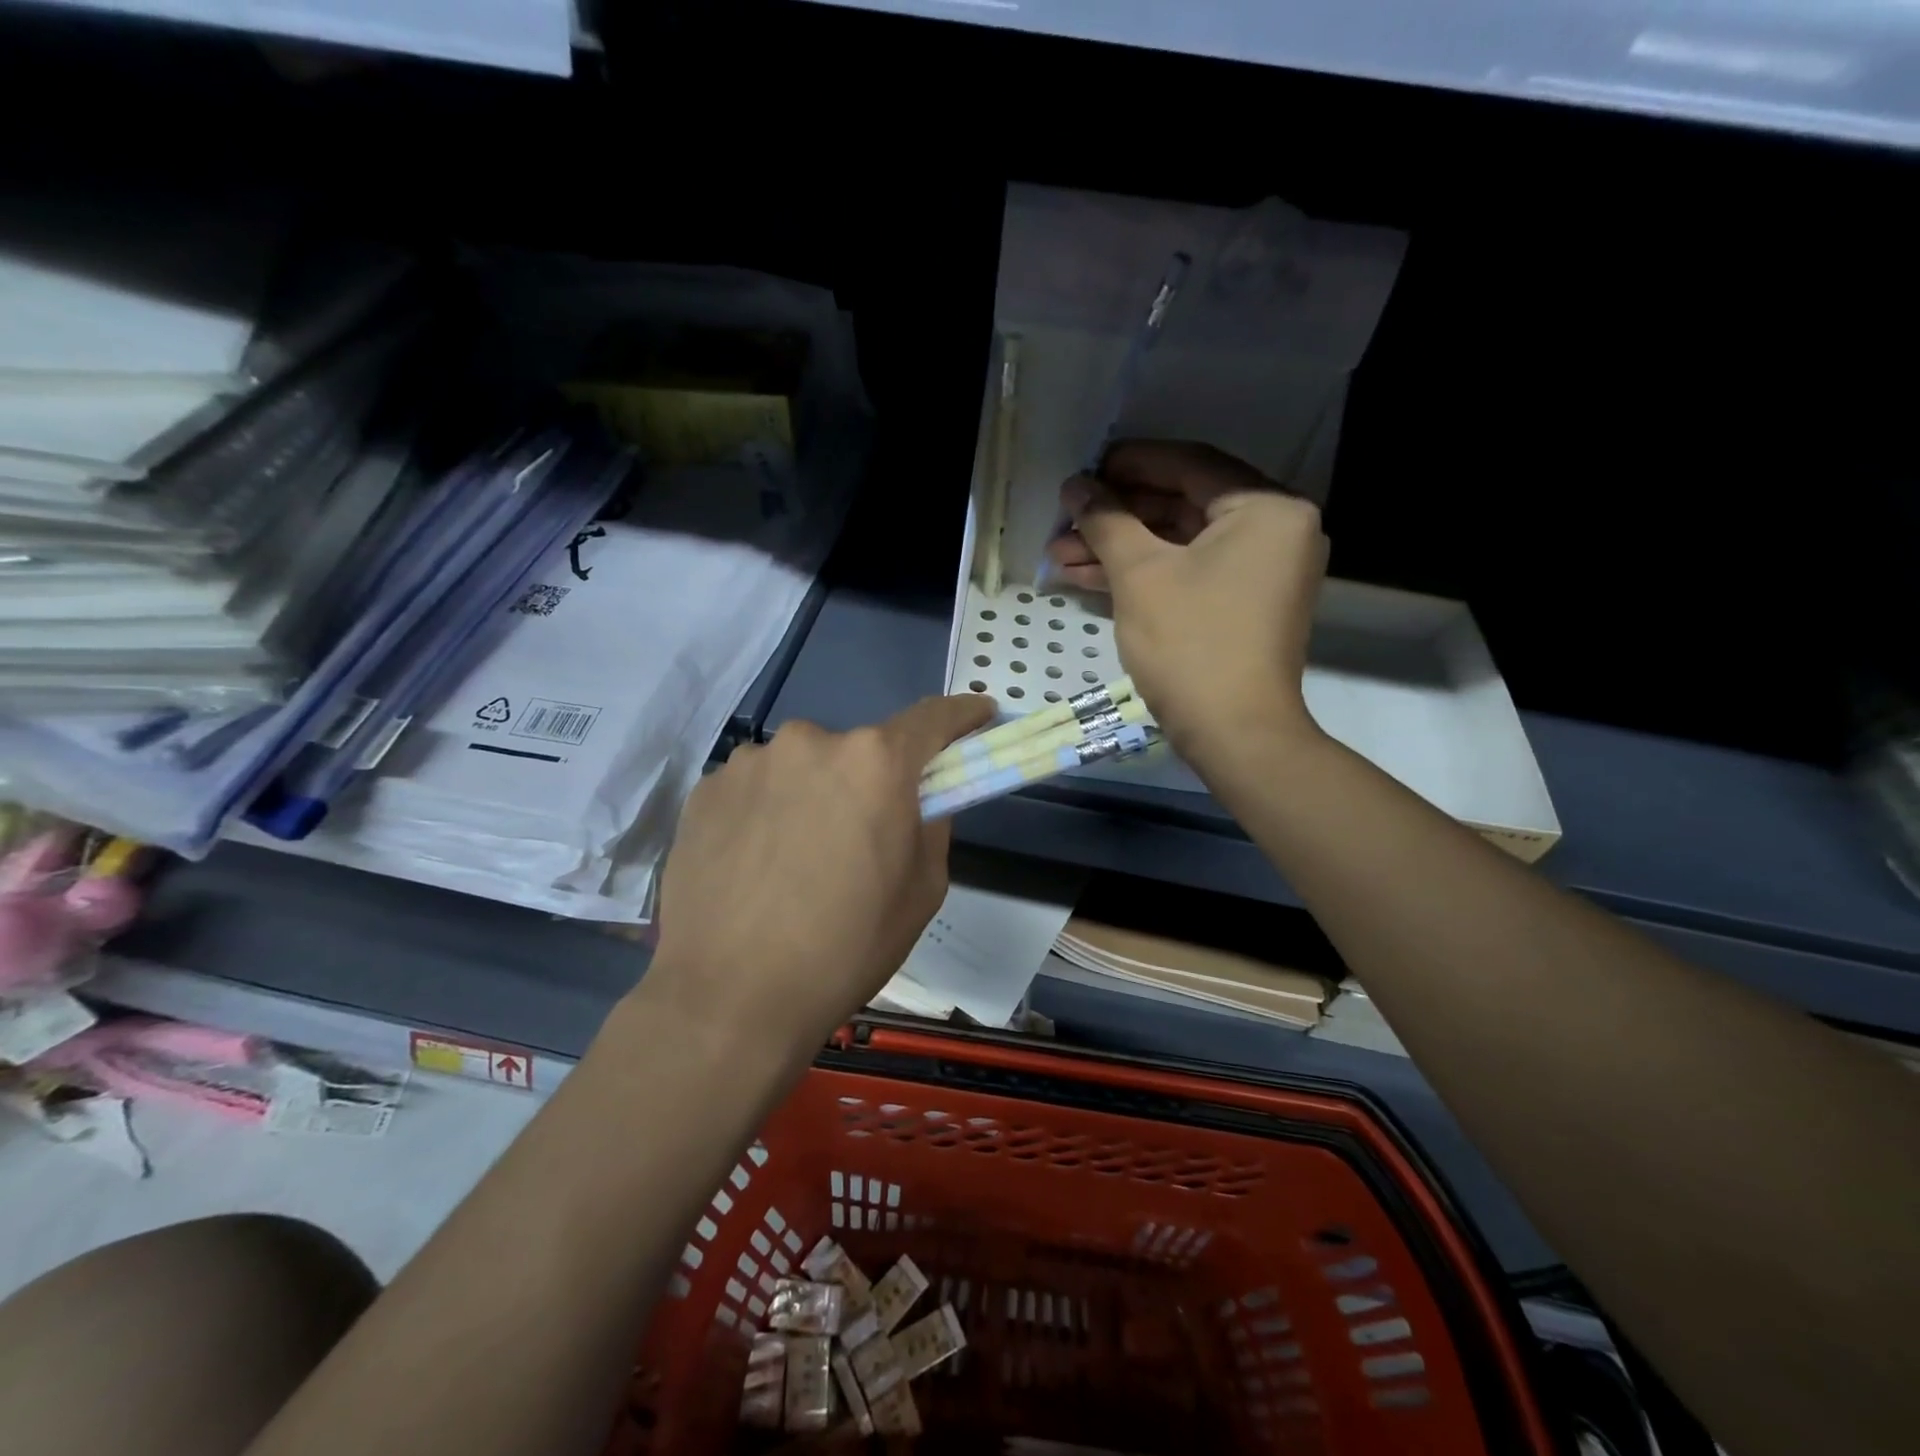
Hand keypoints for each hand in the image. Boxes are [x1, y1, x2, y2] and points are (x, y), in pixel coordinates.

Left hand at [644, 694, 993, 1054]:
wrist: (728, 999)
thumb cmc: (844, 948)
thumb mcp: (922, 892)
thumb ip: (932, 825)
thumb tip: (920, 798)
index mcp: (875, 762)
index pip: (932, 717)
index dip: (963, 716)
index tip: (980, 717)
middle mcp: (810, 742)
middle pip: (859, 749)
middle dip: (871, 780)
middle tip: (862, 836)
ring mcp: (750, 762)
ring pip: (802, 767)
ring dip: (813, 795)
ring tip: (797, 860)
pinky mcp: (705, 790)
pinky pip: (756, 788)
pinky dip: (767, 812)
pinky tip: (756, 865)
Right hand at [1044, 440, 1327, 760]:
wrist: (1235, 734)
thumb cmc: (1191, 644)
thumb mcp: (1140, 574)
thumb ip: (1106, 520)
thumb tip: (1077, 486)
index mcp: (1266, 508)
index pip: (1190, 465)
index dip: (1130, 464)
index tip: (1084, 471)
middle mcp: (1275, 531)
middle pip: (1182, 505)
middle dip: (1116, 517)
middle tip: (1065, 520)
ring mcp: (1261, 572)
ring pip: (1180, 544)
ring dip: (1120, 550)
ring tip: (1060, 556)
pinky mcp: (1243, 606)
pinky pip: (1189, 573)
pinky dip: (1144, 575)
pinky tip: (1088, 578)